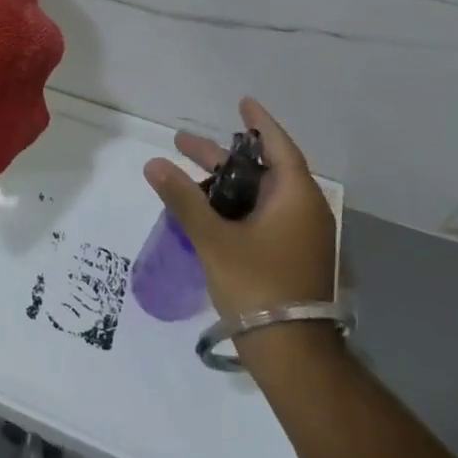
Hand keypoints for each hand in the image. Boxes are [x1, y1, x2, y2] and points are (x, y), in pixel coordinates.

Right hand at [143, 98, 335, 319]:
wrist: (291, 354)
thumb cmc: (257, 285)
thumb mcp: (213, 238)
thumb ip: (183, 198)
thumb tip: (153, 163)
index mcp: (296, 199)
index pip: (279, 147)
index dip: (259, 123)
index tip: (242, 102)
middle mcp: (304, 212)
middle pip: (262, 171)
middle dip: (222, 157)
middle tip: (184, 143)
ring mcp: (300, 238)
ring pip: (260, 196)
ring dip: (225, 183)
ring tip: (186, 175)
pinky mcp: (292, 259)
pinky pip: (263, 217)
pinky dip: (236, 206)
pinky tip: (205, 211)